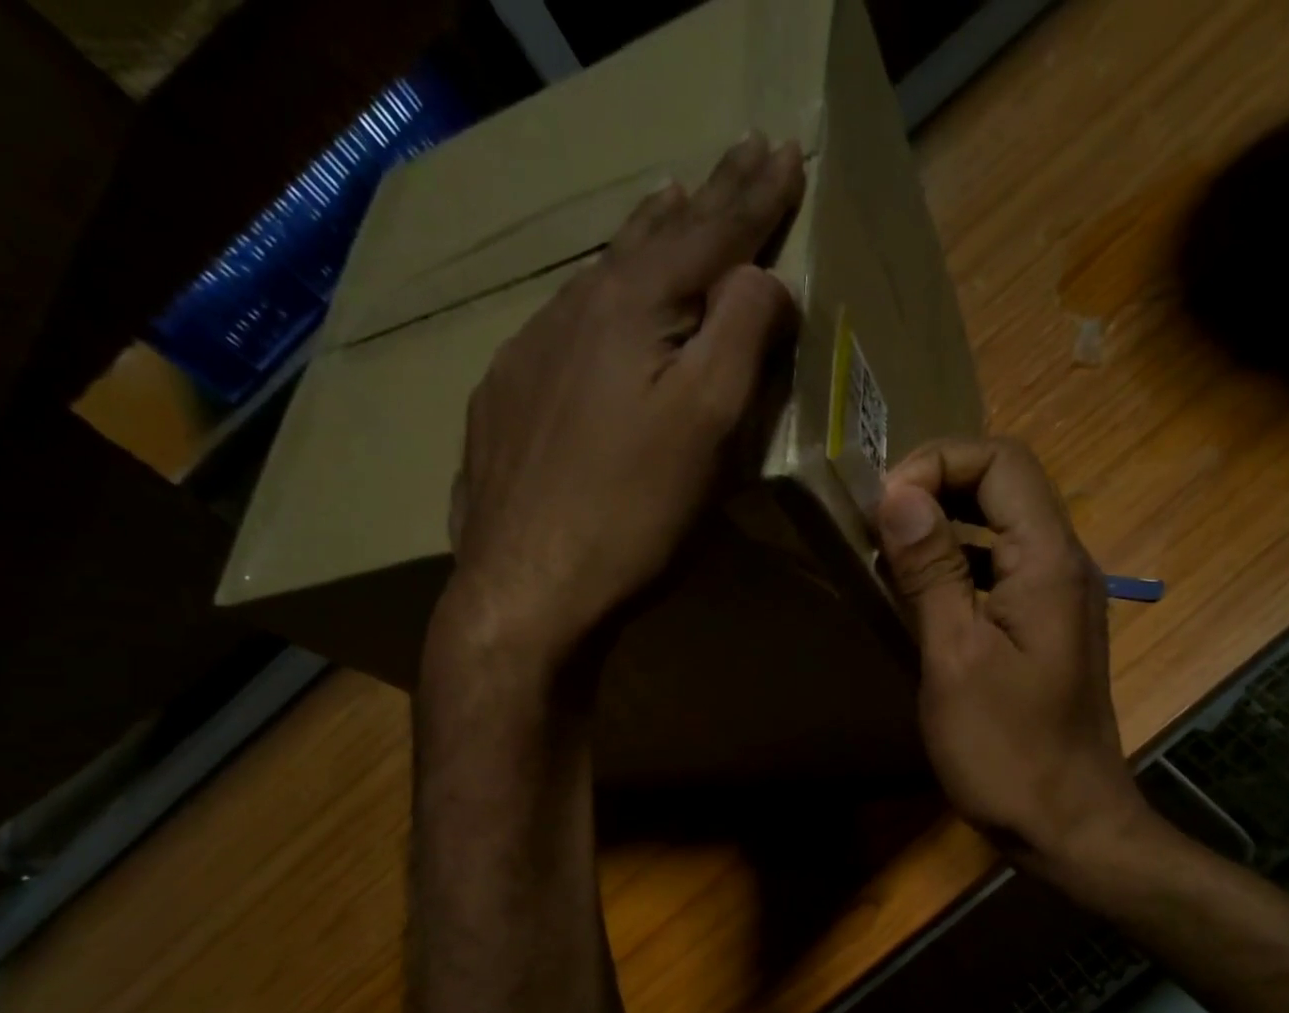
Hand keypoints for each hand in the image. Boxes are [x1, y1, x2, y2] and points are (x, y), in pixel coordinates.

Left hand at [427, 134, 805, 690]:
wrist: (525, 589)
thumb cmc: (631, 514)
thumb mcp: (707, 425)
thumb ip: (741, 336)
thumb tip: (762, 278)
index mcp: (630, 310)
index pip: (708, 234)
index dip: (754, 195)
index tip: (784, 148)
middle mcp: (572, 313)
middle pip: (648, 242)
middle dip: (701, 198)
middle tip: (733, 156)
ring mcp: (527, 355)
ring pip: (599, 279)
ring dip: (643, 242)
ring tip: (668, 205)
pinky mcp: (504, 402)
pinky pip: (563, 330)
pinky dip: (598, 303)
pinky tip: (598, 313)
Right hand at [874, 438, 1163, 876]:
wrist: (1068, 823)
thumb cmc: (1007, 749)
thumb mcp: (954, 657)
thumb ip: (931, 570)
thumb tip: (897, 493)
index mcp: (1049, 561)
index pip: (1002, 460)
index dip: (937, 463)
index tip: (883, 506)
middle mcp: (1064, 565)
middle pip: (1005, 485)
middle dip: (937, 487)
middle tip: (876, 522)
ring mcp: (1059, 598)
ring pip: (1002, 527)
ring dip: (945, 525)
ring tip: (887, 553)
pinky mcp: (1046, 630)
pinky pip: (1002, 570)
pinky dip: (959, 566)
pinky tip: (919, 596)